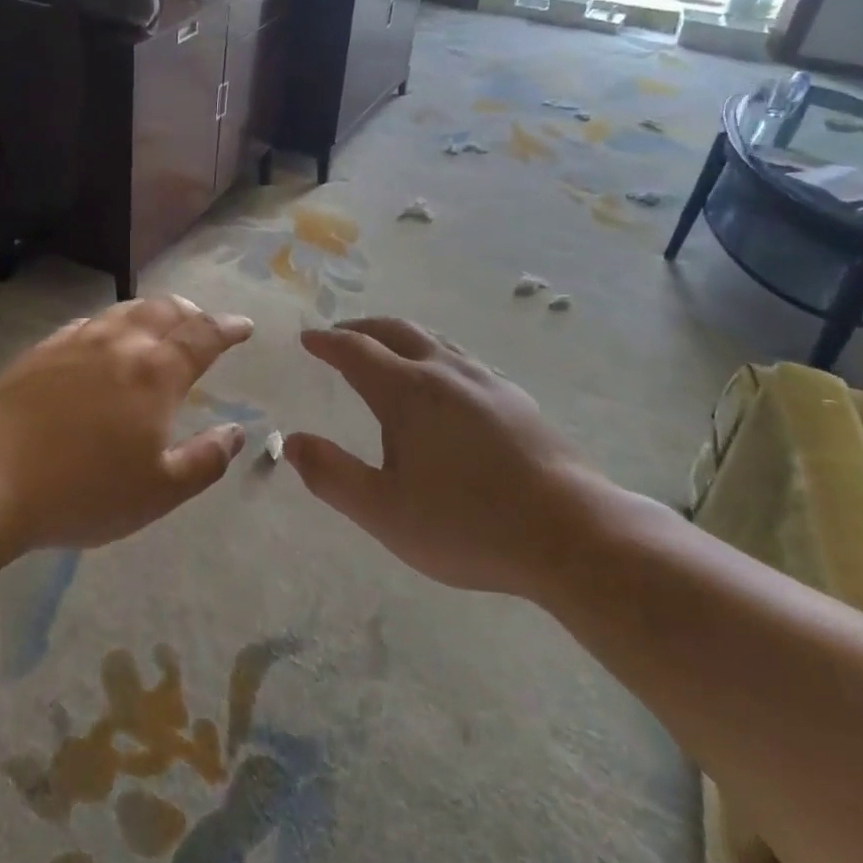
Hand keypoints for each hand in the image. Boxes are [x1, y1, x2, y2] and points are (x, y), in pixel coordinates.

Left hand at [0, 297, 253, 551]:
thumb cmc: (84, 491)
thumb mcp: (159, 491)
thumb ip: (206, 459)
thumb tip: (236, 431)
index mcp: (157, 374)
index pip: (204, 335)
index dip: (228, 327)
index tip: (244, 326)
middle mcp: (121, 345)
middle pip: (165, 310)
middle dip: (192, 312)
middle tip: (203, 323)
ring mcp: (77, 343)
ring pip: (125, 311)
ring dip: (152, 311)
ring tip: (160, 322)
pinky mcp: (42, 352)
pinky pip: (87, 323)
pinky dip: (110, 323)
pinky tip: (103, 337)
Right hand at [287, 319, 618, 596]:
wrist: (570, 534)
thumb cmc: (468, 525)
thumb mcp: (384, 512)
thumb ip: (333, 475)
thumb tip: (292, 441)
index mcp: (408, 392)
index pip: (356, 351)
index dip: (327, 342)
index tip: (308, 338)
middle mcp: (445, 372)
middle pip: (396, 331)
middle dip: (361, 328)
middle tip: (340, 335)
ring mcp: (486, 381)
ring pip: (433, 340)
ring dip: (399, 337)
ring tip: (385, 351)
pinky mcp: (516, 399)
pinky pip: (461, 359)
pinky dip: (433, 355)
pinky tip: (442, 384)